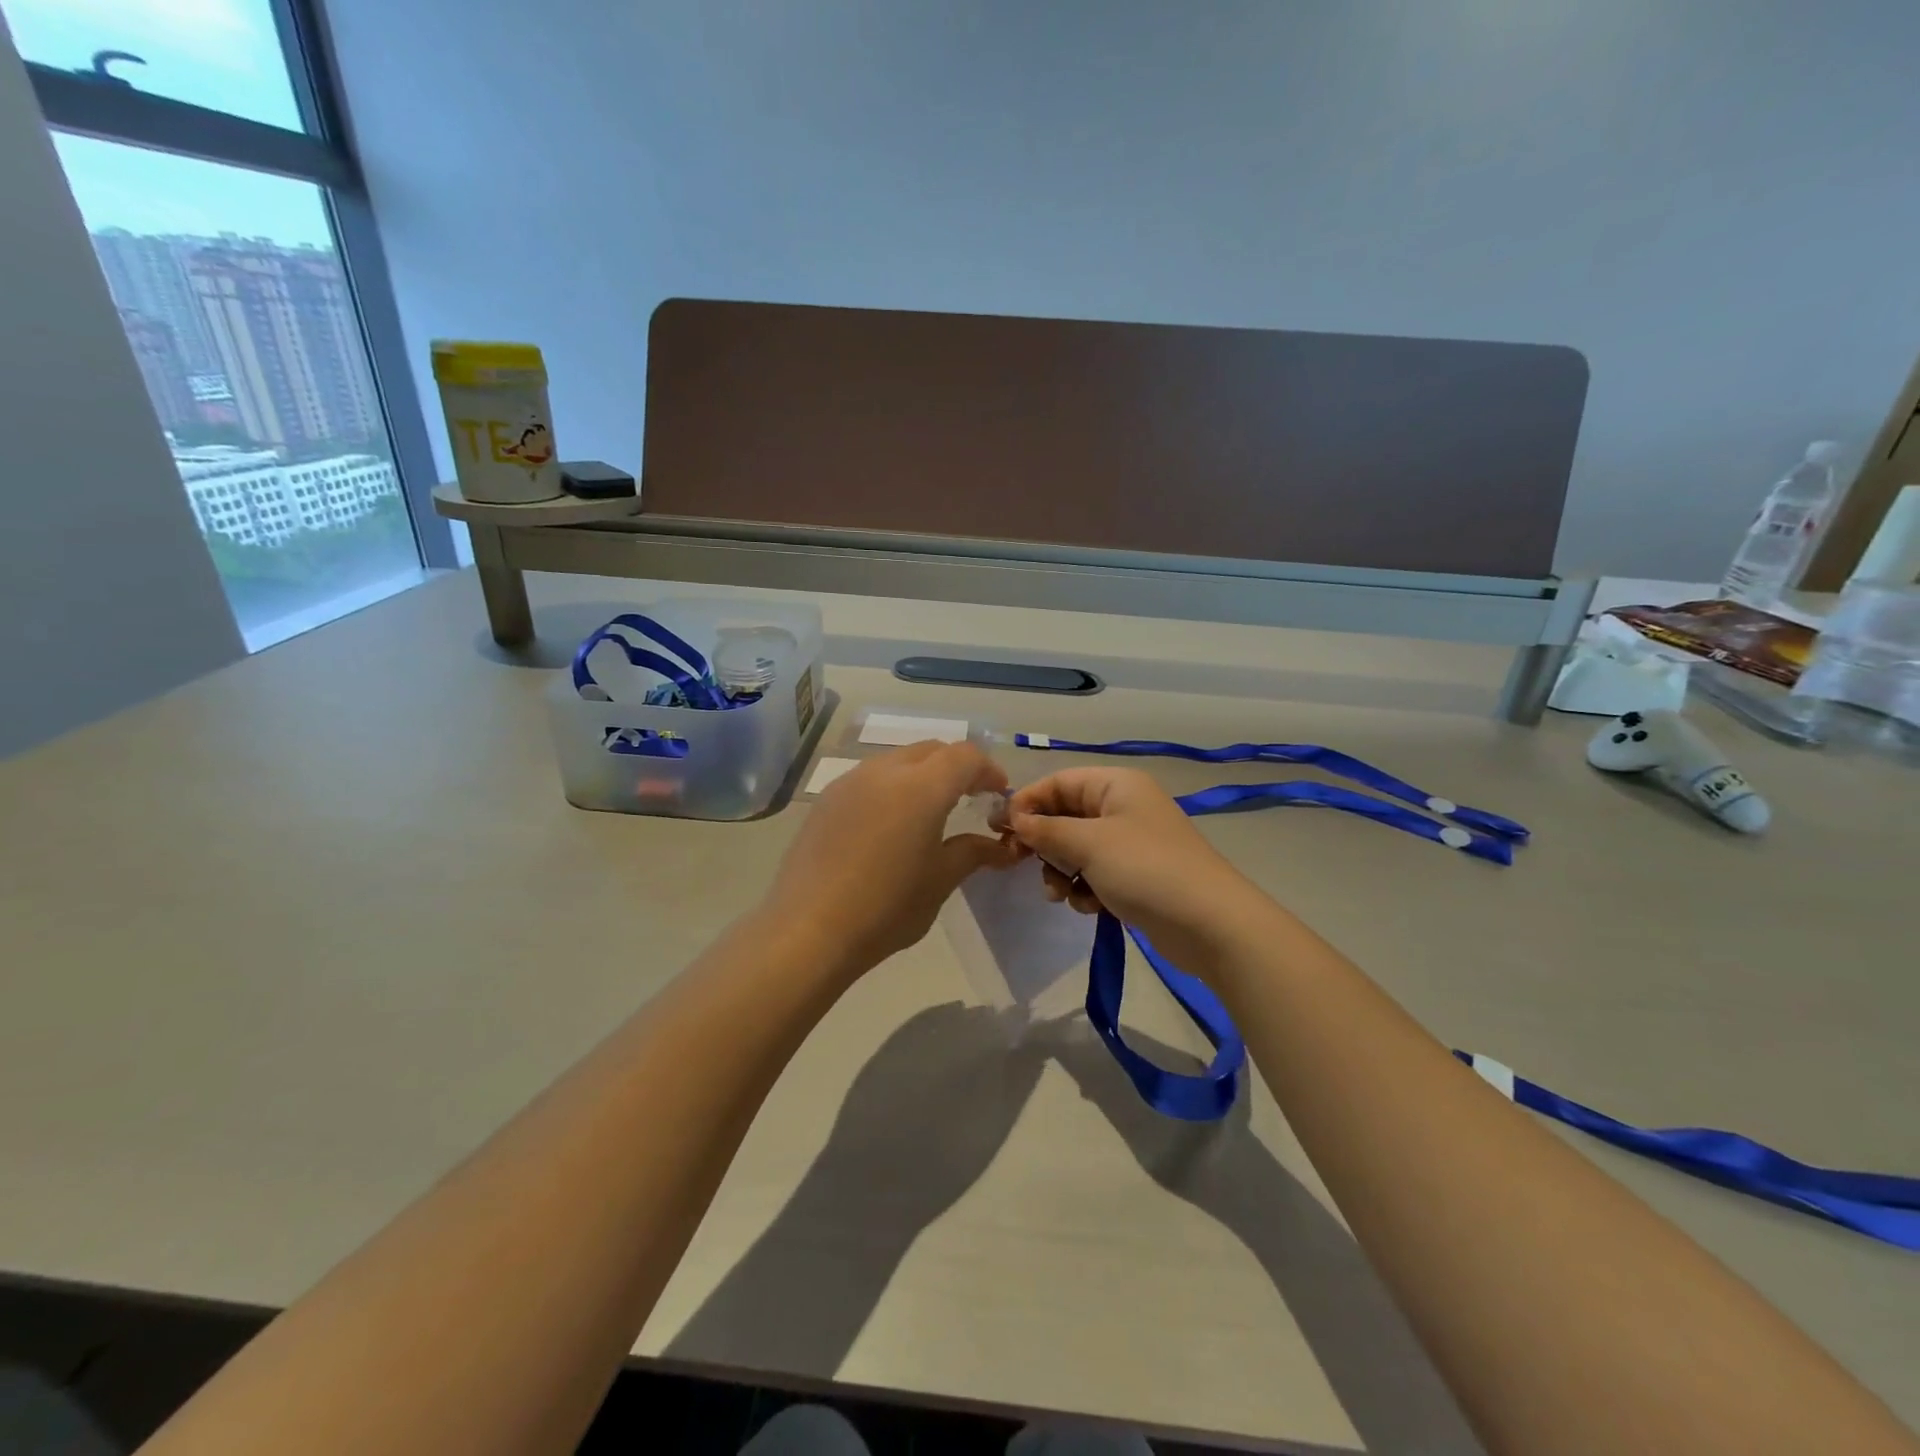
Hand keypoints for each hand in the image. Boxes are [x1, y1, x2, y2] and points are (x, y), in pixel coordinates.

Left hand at [762, 742, 1021, 975]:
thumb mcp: (940, 881)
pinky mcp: (826, 800)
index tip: (998, 794)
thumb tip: (1002, 847)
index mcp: (921, 787)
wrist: (809, 930)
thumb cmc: (887, 907)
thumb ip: (973, 853)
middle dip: (956, 768)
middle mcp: (884, 771)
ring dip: (922, 775)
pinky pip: (869, 779)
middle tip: (970, 798)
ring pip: (897, 761)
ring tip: (929, 812)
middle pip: (931, 751)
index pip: (965, 757)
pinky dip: (891, 788)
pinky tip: (889, 826)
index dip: (988, 770)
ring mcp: (850, 782)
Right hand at [1006, 768, 1264, 970]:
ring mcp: (1131, 843)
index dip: (1026, 802)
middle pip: (1065, 815)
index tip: (999, 830)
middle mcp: (1123, 807)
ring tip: (1062, 893)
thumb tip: (1014, 819)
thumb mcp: (1088, 844)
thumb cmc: (1145, 869)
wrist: (1210, 924)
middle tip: (1020, 864)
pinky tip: (1088, 906)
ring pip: (1076, 849)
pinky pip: (1094, 873)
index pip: (1058, 782)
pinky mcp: (1136, 876)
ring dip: (1061, 870)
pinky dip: (1085, 887)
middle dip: (1043, 842)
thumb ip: (1045, 830)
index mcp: (1116, 785)